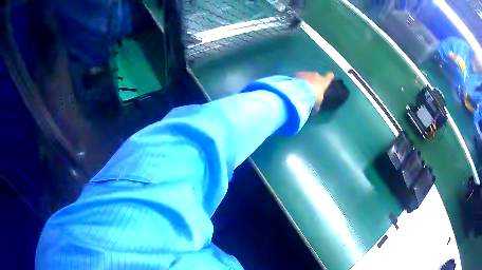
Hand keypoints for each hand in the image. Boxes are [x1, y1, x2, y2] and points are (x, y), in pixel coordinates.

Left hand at [296, 71, 334, 113]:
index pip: (328, 77)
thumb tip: (316, 107)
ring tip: (301, 88)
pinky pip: (298, 77)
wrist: (300, 92)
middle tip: (311, 87)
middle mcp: (316, 76)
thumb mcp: (317, 104)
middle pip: (316, 76)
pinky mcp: (296, 73)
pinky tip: (294, 86)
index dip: (329, 76)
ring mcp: (306, 73)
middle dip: (314, 80)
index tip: (331, 75)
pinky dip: (297, 81)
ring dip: (305, 80)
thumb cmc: (313, 98)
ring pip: (306, 76)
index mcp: (323, 82)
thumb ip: (317, 104)